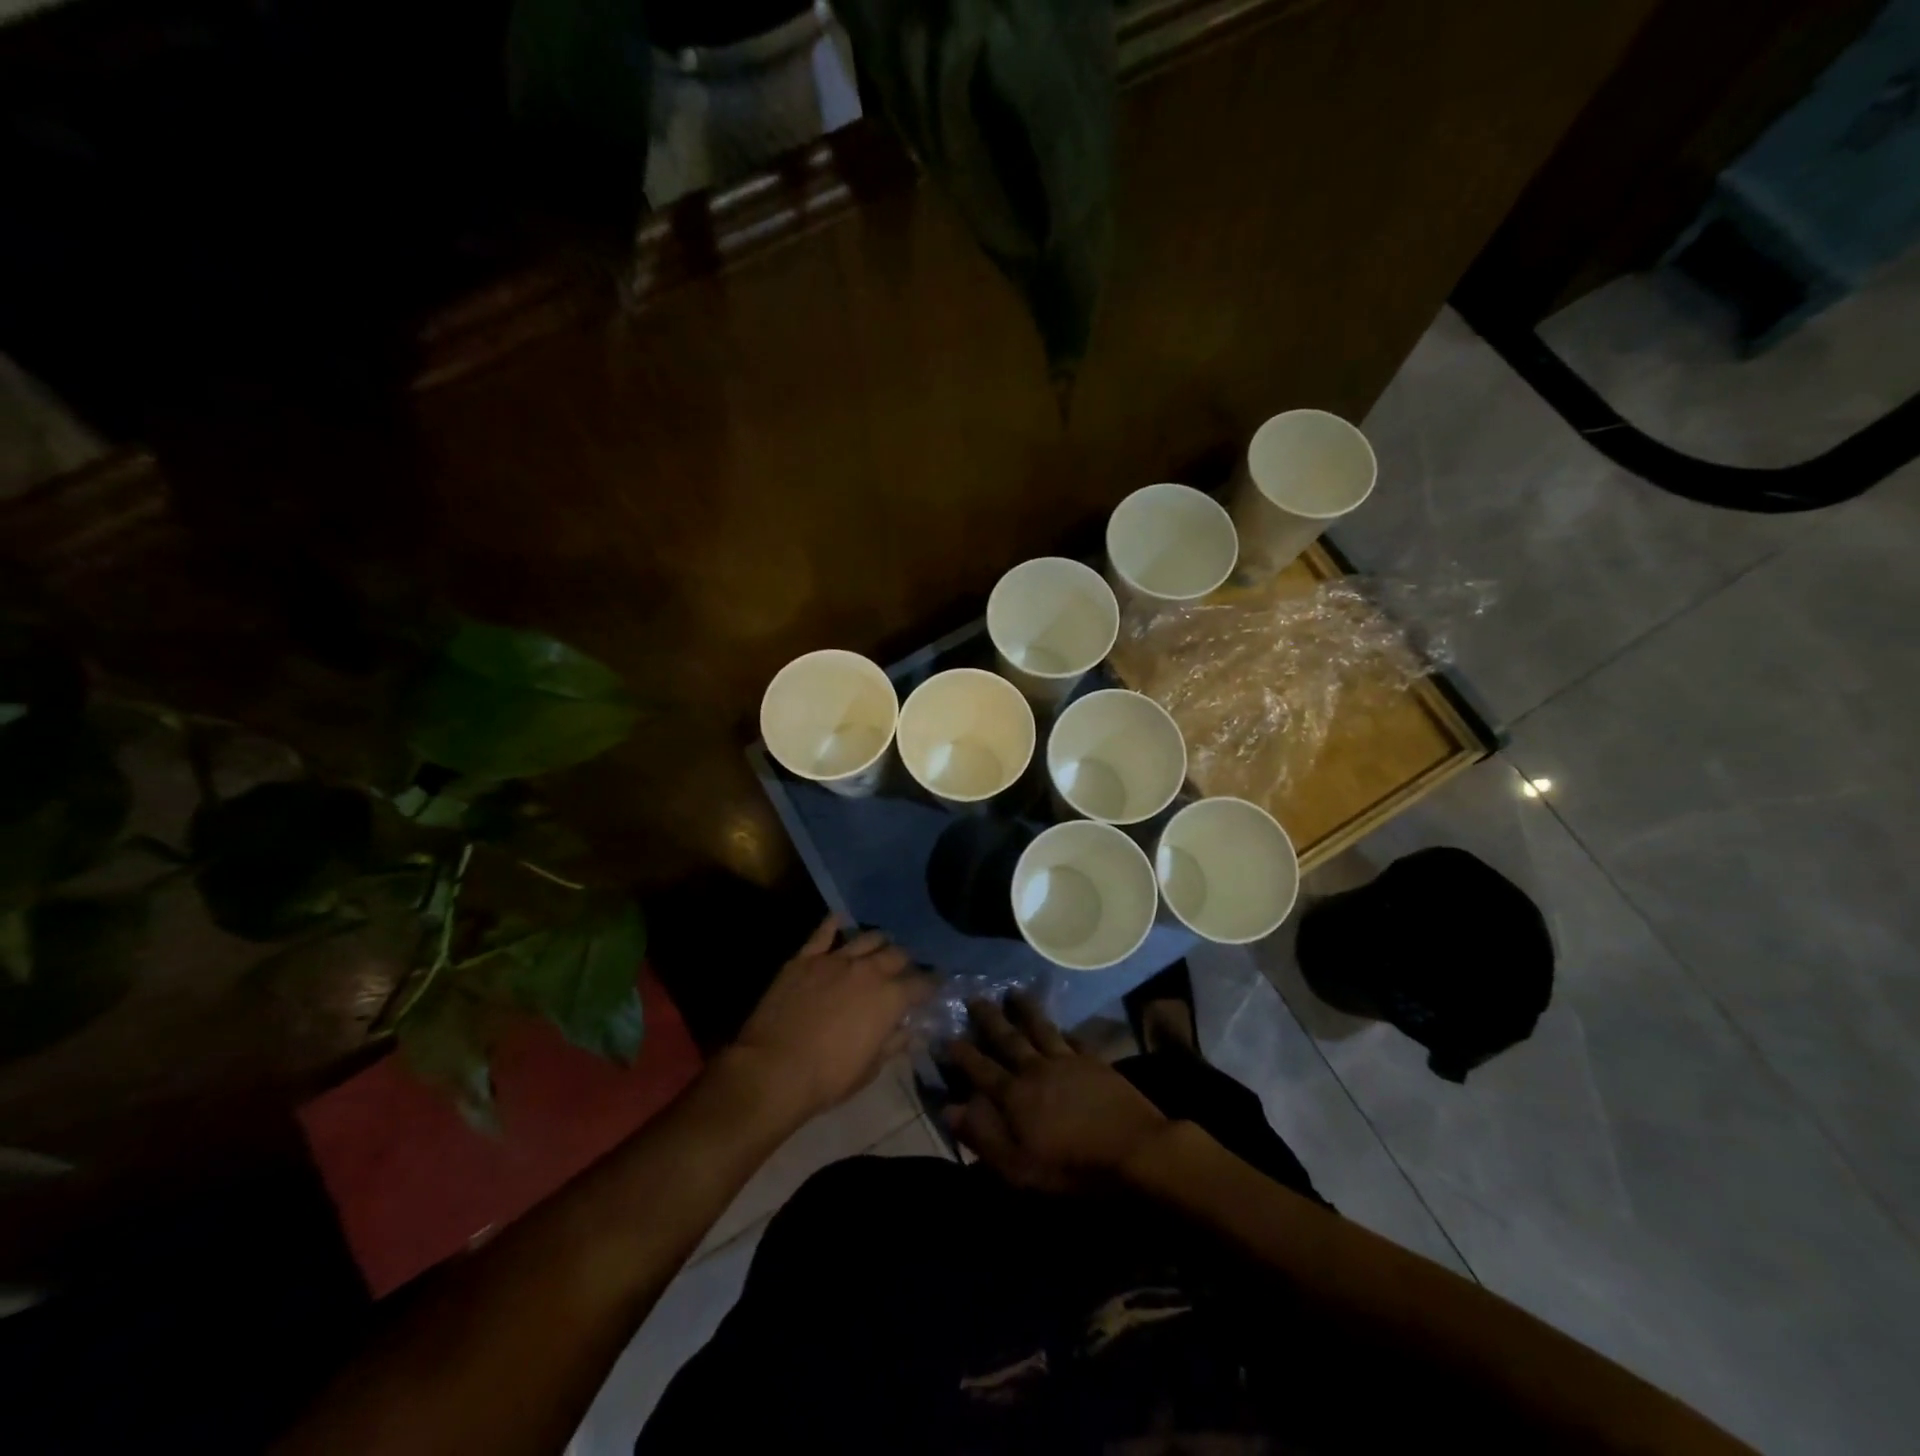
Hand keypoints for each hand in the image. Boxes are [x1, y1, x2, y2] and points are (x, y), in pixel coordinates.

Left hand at [730, 916, 932, 1121]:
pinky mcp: (805, 958)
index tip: (935, 984)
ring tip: (881, 944)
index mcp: (889, 998)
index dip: (931, 983)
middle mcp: (868, 970)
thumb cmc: (828, 1077)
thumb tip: (913, 1032)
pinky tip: (840, 919)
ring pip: (866, 938)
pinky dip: (834, 924)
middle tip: (906, 967)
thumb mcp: (871, 1068)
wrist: (774, 1069)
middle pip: (896, 954)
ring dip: (878, 941)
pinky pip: (823, 933)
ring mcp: (835, 960)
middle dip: (906, 960)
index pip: (921, 983)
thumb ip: (895, 1043)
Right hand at [944, 992, 1168, 1192]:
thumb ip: (983, 1136)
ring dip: (1025, 1010)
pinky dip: (1062, 1029)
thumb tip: (949, 1108)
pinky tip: (1060, 1024)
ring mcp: (1067, 1061)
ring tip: (1013, 993)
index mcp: (1014, 1095)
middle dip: (988, 1019)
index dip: (961, 1054)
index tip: (946, 1037)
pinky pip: (1072, 1038)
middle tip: (974, 998)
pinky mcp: (1094, 1061)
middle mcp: (1036, 1069)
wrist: (1134, 1150)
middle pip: (1008, 1038)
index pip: (980, 1069)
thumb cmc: (1072, 1168)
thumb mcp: (1019, 1167)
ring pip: (1040, 1028)